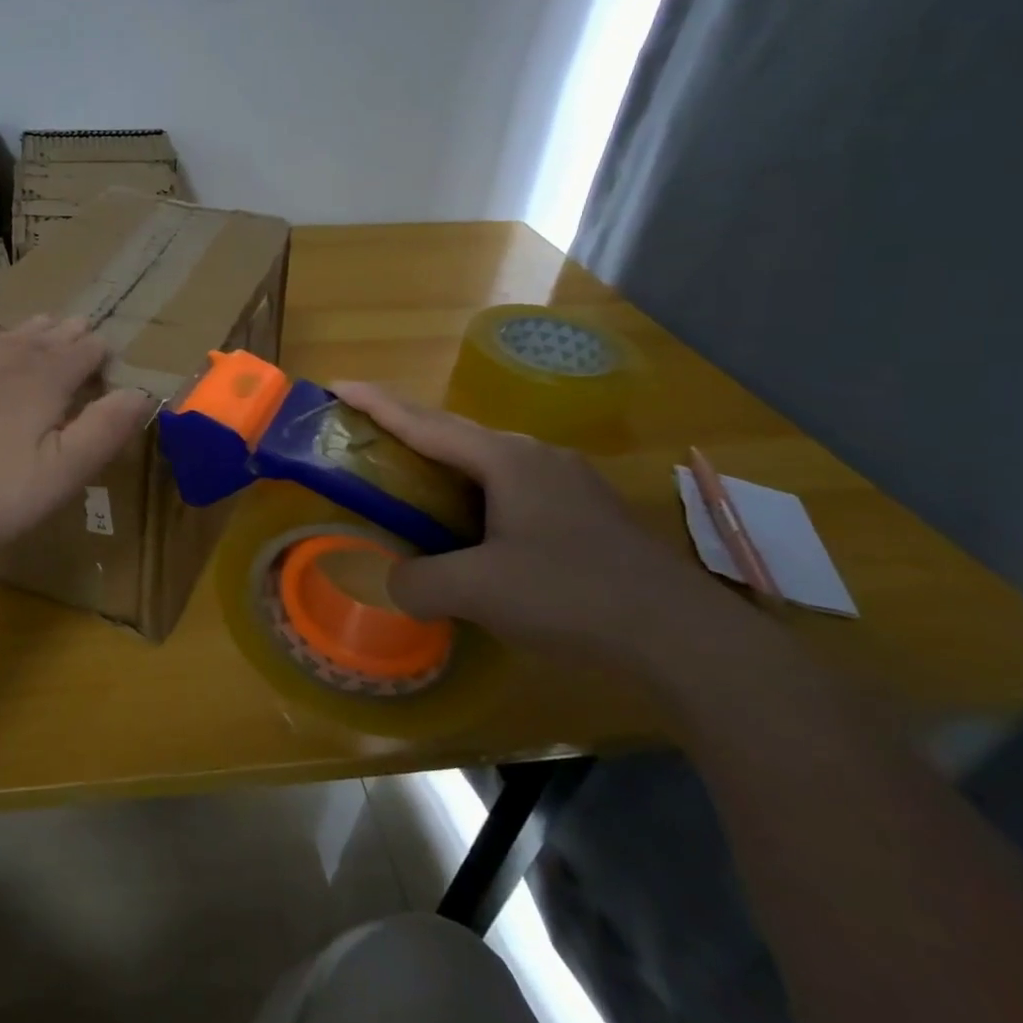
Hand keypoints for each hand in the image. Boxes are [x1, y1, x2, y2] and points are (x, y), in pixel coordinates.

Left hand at [0, 312, 152, 567]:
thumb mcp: (58, 476)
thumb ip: (103, 431)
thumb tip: (142, 392)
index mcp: (46, 379)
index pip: (86, 353)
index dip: (102, 354)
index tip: (109, 359)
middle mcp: (7, 354)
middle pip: (49, 336)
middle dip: (70, 335)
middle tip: (83, 330)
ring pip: (7, 331)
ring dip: (31, 328)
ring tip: (45, 323)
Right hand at [332, 381, 746, 674]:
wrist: (686, 637)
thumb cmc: (571, 596)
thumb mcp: (478, 592)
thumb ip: (419, 582)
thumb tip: (395, 583)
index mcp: (505, 460)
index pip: (424, 423)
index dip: (376, 403)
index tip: (336, 385)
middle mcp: (535, 456)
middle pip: (455, 433)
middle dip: (407, 429)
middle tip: (366, 436)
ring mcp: (568, 480)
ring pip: (488, 461)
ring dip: (445, 464)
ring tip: (414, 482)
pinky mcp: (587, 510)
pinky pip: (514, 486)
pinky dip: (477, 492)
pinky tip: (475, 525)